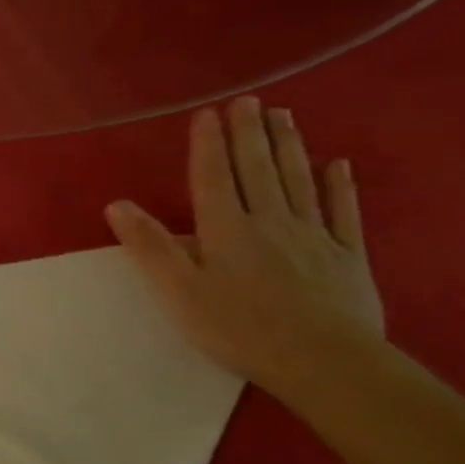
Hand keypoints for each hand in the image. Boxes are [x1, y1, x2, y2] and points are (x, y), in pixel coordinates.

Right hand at [105, 97, 383, 391]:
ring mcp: (313, 236)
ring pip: (298, 180)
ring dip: (289, 146)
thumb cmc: (240, 328)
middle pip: (257, 168)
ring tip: (283, 115)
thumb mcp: (179, 291)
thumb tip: (117, 204)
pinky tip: (338, 165)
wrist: (327, 364)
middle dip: (249, 132)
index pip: (213, 175)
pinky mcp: (347, 257)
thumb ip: (150, 245)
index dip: (208, 143)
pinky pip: (343, 213)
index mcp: (226, 228)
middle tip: (249, 99)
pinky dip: (340, 186)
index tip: (207, 111)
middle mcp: (269, 220)